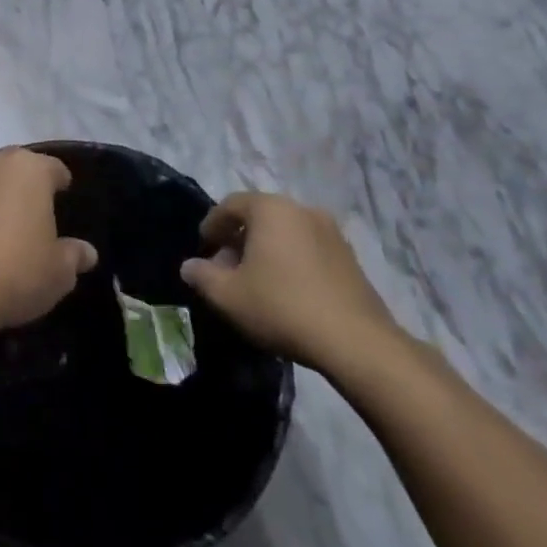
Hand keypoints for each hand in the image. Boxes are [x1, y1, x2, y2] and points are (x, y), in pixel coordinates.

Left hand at [0, 149, 96, 335]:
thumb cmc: (15, 273)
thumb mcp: (59, 273)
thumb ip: (74, 255)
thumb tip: (86, 252)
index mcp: (29, 170)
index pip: (54, 168)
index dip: (61, 184)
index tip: (64, 202)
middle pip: (15, 169)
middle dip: (24, 188)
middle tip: (33, 217)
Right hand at [179, 192, 400, 374]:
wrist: (356, 341)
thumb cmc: (282, 306)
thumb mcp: (228, 295)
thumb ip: (202, 276)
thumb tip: (190, 266)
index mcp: (271, 209)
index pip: (230, 204)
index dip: (211, 225)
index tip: (203, 249)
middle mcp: (302, 209)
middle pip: (260, 216)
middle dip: (239, 238)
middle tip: (226, 268)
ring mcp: (331, 232)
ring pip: (286, 232)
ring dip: (266, 250)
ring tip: (256, 281)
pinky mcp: (350, 258)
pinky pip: (308, 248)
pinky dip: (291, 260)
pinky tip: (286, 290)